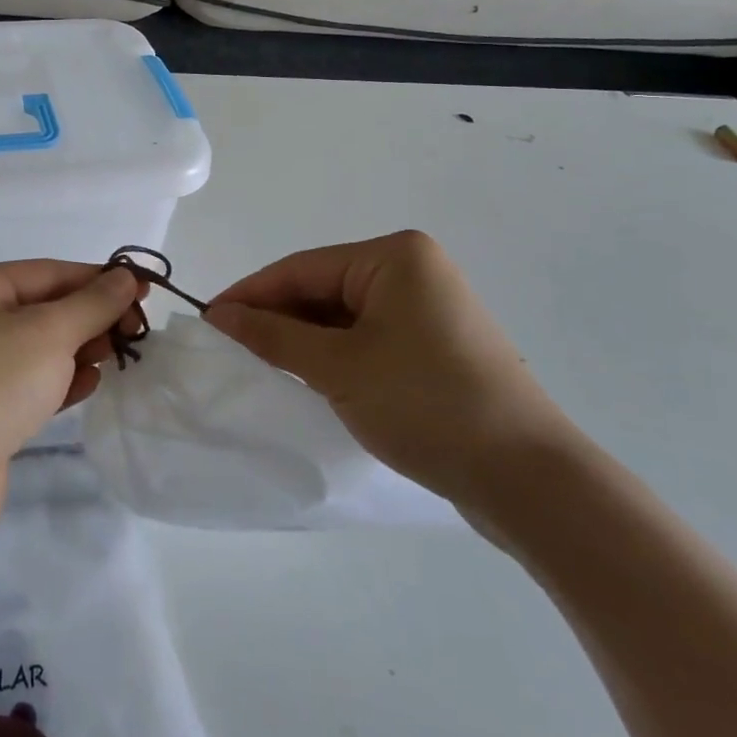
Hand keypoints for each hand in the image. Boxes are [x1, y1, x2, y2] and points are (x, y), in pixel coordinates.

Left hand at [0, 260, 143, 543]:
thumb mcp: (47, 333)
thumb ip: (91, 304)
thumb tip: (125, 277)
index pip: (47, 272)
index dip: (98, 279)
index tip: (144, 292)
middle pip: (42, 309)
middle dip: (90, 317)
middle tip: (137, 332)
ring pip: (37, 349)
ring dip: (79, 350)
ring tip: (118, 356)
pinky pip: (28, 386)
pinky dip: (59, 382)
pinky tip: (89, 385)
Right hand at [205, 231, 577, 516]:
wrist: (528, 479)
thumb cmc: (425, 403)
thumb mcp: (337, 366)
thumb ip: (273, 334)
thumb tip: (220, 313)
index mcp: (395, 256)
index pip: (302, 268)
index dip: (251, 294)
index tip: (209, 320)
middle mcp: (415, 270)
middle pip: (324, 288)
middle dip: (278, 317)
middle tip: (231, 348)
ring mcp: (430, 308)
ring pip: (345, 315)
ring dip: (305, 338)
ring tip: (264, 365)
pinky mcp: (437, 345)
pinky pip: (370, 337)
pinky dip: (336, 354)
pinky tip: (311, 377)